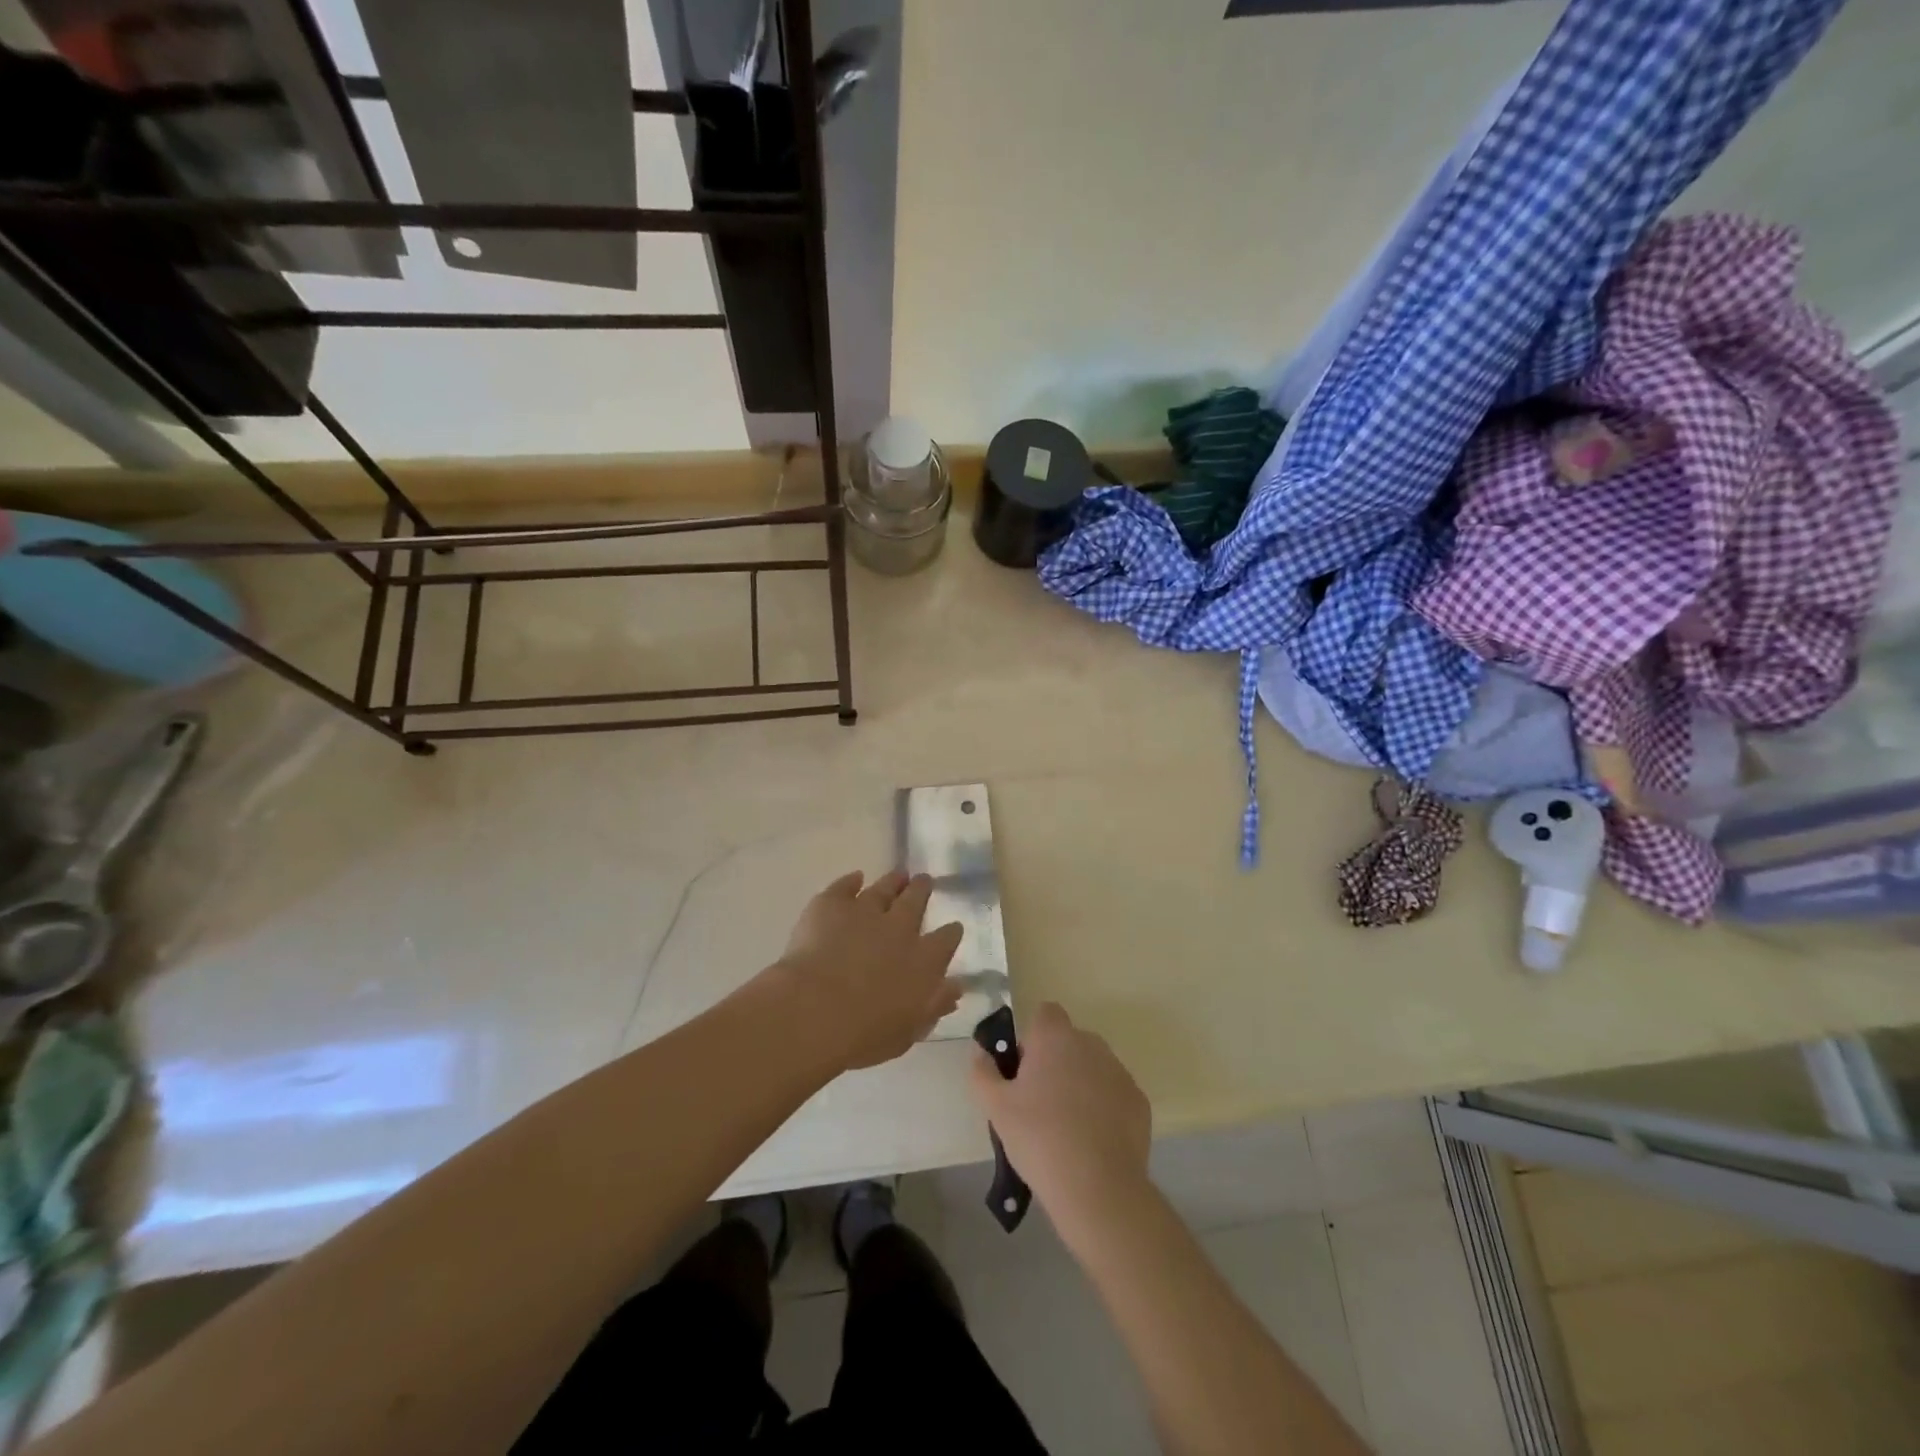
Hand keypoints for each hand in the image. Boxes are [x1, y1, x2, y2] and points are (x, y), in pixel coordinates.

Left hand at [771, 870, 963, 1071]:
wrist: (815, 1009)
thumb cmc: (864, 1033)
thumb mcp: (908, 1030)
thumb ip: (934, 1007)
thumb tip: (956, 988)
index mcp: (923, 961)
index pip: (945, 941)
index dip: (951, 932)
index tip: (953, 926)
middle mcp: (898, 929)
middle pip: (915, 902)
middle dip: (922, 890)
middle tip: (925, 880)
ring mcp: (864, 912)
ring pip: (883, 889)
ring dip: (893, 881)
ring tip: (899, 874)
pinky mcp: (831, 905)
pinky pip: (844, 887)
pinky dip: (850, 881)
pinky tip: (855, 877)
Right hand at [968, 1002, 1151, 1247]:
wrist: (1097, 1188)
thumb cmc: (1039, 1138)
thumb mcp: (996, 1107)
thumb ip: (982, 1071)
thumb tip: (980, 1051)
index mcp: (1055, 1037)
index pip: (1045, 1014)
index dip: (1032, 1038)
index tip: (1023, 1071)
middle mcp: (1091, 1044)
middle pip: (1068, 1041)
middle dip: (1055, 1062)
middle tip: (1038, 1103)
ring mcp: (1119, 1071)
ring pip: (1093, 1067)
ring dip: (1080, 1083)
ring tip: (1066, 1127)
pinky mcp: (1138, 1101)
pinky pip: (1114, 1093)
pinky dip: (1104, 1107)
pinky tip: (1092, 1141)